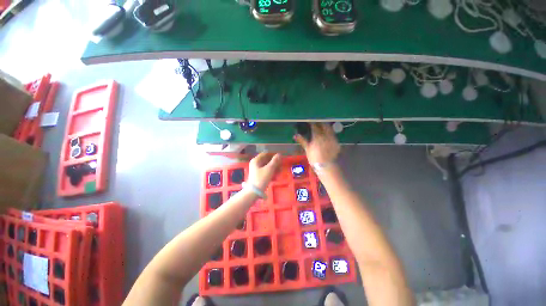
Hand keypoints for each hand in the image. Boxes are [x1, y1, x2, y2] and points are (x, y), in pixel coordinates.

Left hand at [247, 153, 281, 190]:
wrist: (254, 192)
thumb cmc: (261, 178)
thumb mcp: (269, 169)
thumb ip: (274, 161)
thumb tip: (279, 154)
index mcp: (256, 160)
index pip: (265, 154)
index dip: (273, 154)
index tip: (280, 156)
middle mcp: (255, 163)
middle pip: (266, 160)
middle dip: (274, 161)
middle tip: (281, 163)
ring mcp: (256, 169)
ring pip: (266, 165)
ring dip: (274, 166)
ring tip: (280, 169)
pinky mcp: (258, 175)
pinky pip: (266, 170)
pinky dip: (271, 171)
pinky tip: (277, 174)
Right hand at [294, 123, 339, 164]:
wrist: (325, 165)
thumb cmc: (314, 157)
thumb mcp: (307, 149)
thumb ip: (302, 140)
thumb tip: (295, 135)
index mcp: (317, 136)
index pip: (314, 126)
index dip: (312, 123)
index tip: (309, 121)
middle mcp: (326, 135)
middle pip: (324, 125)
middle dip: (320, 123)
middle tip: (317, 123)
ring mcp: (332, 138)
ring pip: (330, 129)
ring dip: (326, 126)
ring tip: (322, 127)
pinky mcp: (336, 142)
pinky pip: (333, 135)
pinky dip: (330, 133)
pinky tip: (327, 135)